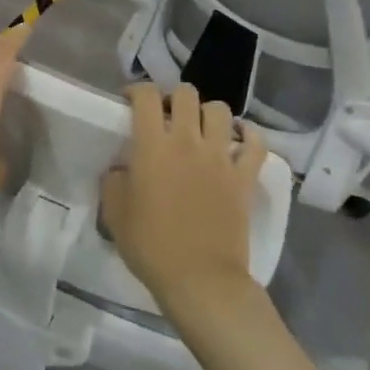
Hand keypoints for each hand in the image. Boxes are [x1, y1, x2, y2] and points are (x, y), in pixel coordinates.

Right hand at [101, 83, 266, 317]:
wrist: (200, 279)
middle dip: (173, 97)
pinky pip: (256, 144)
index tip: (130, 102)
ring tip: (200, 128)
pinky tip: (239, 140)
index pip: (146, 96)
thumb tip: (121, 169)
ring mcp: (221, 157)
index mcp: (153, 146)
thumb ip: (114, 182)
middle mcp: (188, 141)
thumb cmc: (151, 247)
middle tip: (166, 116)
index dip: (137, 91)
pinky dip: (249, 135)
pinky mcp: (245, 177)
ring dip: (207, 113)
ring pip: (220, 111)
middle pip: (186, 94)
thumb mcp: (115, 214)